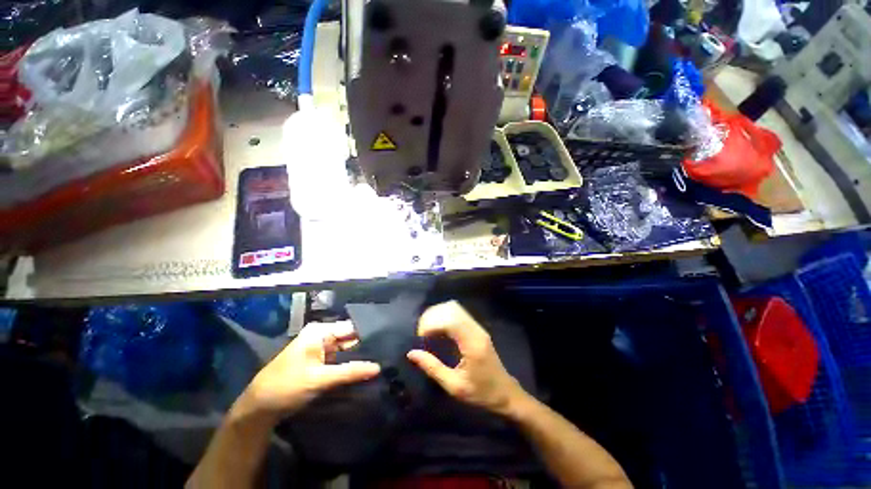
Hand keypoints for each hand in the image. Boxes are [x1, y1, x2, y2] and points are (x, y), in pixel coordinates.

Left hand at [239, 321, 380, 418]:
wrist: (258, 408)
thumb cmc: (287, 387)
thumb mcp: (320, 379)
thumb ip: (350, 371)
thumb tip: (378, 367)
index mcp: (320, 331)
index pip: (352, 328)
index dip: (369, 335)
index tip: (387, 342)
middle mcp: (321, 335)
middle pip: (350, 338)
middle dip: (365, 346)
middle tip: (387, 354)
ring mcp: (320, 348)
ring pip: (345, 349)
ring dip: (358, 356)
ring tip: (381, 360)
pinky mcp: (319, 361)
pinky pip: (339, 359)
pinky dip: (349, 364)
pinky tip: (364, 368)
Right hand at [407, 301, 526, 415]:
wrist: (506, 393)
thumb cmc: (481, 393)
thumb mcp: (454, 386)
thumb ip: (432, 368)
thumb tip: (412, 353)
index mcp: (472, 344)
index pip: (450, 320)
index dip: (431, 323)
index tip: (421, 337)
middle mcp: (476, 330)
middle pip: (452, 309)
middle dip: (433, 316)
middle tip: (422, 333)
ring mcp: (478, 328)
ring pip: (455, 308)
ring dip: (439, 315)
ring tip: (428, 330)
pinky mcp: (478, 329)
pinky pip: (459, 314)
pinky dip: (445, 317)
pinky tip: (438, 329)